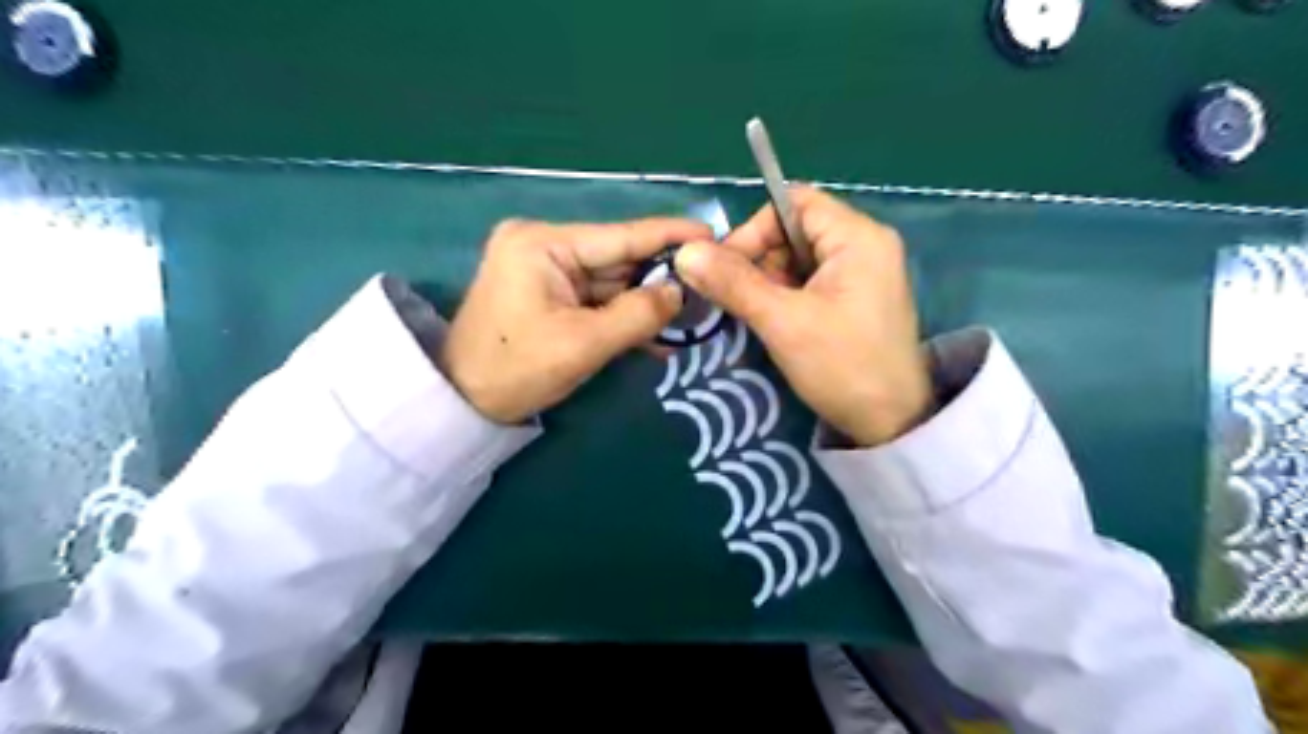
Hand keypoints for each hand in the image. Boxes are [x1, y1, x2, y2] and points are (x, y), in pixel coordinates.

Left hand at [440, 215, 711, 424]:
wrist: (463, 401)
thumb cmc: (515, 370)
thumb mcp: (583, 345)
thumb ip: (637, 314)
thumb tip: (680, 292)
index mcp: (543, 243)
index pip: (620, 235)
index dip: (670, 236)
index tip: (714, 234)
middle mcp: (544, 243)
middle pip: (618, 257)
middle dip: (660, 277)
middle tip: (708, 289)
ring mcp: (545, 266)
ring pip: (612, 280)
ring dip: (645, 301)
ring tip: (690, 316)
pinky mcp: (548, 289)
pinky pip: (596, 297)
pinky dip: (623, 314)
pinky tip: (657, 332)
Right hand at [673, 185, 930, 446]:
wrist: (890, 425)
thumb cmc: (842, 366)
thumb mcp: (783, 322)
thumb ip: (733, 283)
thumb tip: (685, 252)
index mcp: (858, 237)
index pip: (793, 203)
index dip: (754, 229)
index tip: (725, 268)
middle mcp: (864, 245)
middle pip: (794, 231)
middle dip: (760, 261)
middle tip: (740, 299)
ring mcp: (862, 274)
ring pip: (798, 260)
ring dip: (769, 283)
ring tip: (760, 316)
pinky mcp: (855, 299)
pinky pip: (810, 282)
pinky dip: (785, 297)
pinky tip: (777, 323)